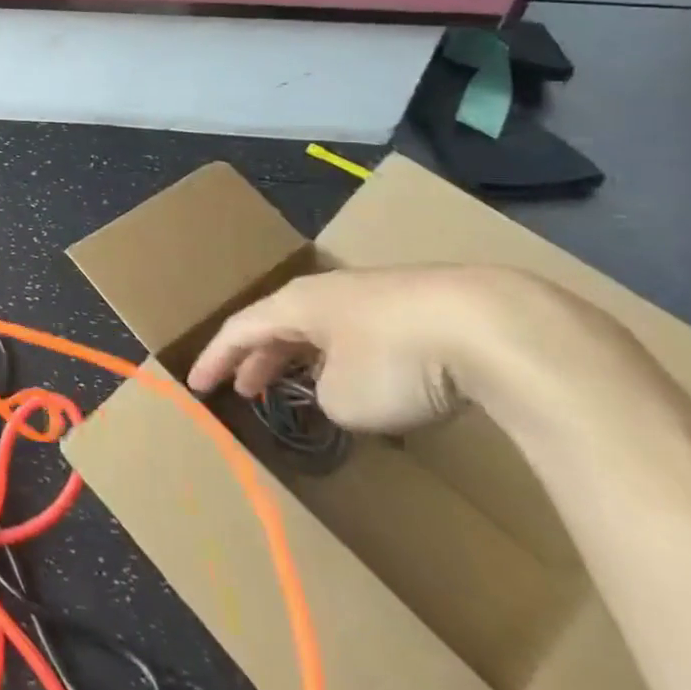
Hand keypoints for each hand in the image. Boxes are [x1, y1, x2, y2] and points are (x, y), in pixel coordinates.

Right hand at [184, 265, 618, 435]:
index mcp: (296, 304)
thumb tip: (338, 390)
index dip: (215, 359)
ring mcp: (376, 295)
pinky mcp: (420, 308)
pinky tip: (366, 379)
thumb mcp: (343, 397)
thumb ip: (323, 396)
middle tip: (246, 388)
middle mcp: (328, 292)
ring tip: (301, 385)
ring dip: (305, 357)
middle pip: (280, 323)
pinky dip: (348, 358)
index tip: (196, 386)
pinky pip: (365, 334)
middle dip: (259, 357)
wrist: (494, 325)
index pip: (240, 329)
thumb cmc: (396, 359)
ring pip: (324, 327)